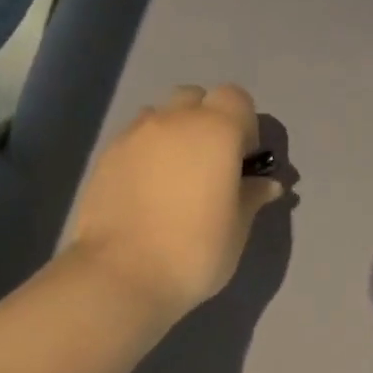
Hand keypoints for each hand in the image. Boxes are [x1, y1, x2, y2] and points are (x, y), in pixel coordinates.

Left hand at [66, 84, 285, 321]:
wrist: (121, 274)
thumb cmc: (194, 251)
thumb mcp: (237, 228)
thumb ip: (251, 197)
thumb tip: (266, 184)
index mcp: (215, 130)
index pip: (236, 99)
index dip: (244, 124)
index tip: (242, 160)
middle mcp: (173, 120)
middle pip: (195, 98)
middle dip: (206, 120)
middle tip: (210, 165)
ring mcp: (133, 135)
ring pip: (160, 115)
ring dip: (173, 134)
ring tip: (174, 177)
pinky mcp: (106, 156)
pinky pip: (134, 139)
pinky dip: (146, 153)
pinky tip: (146, 192)